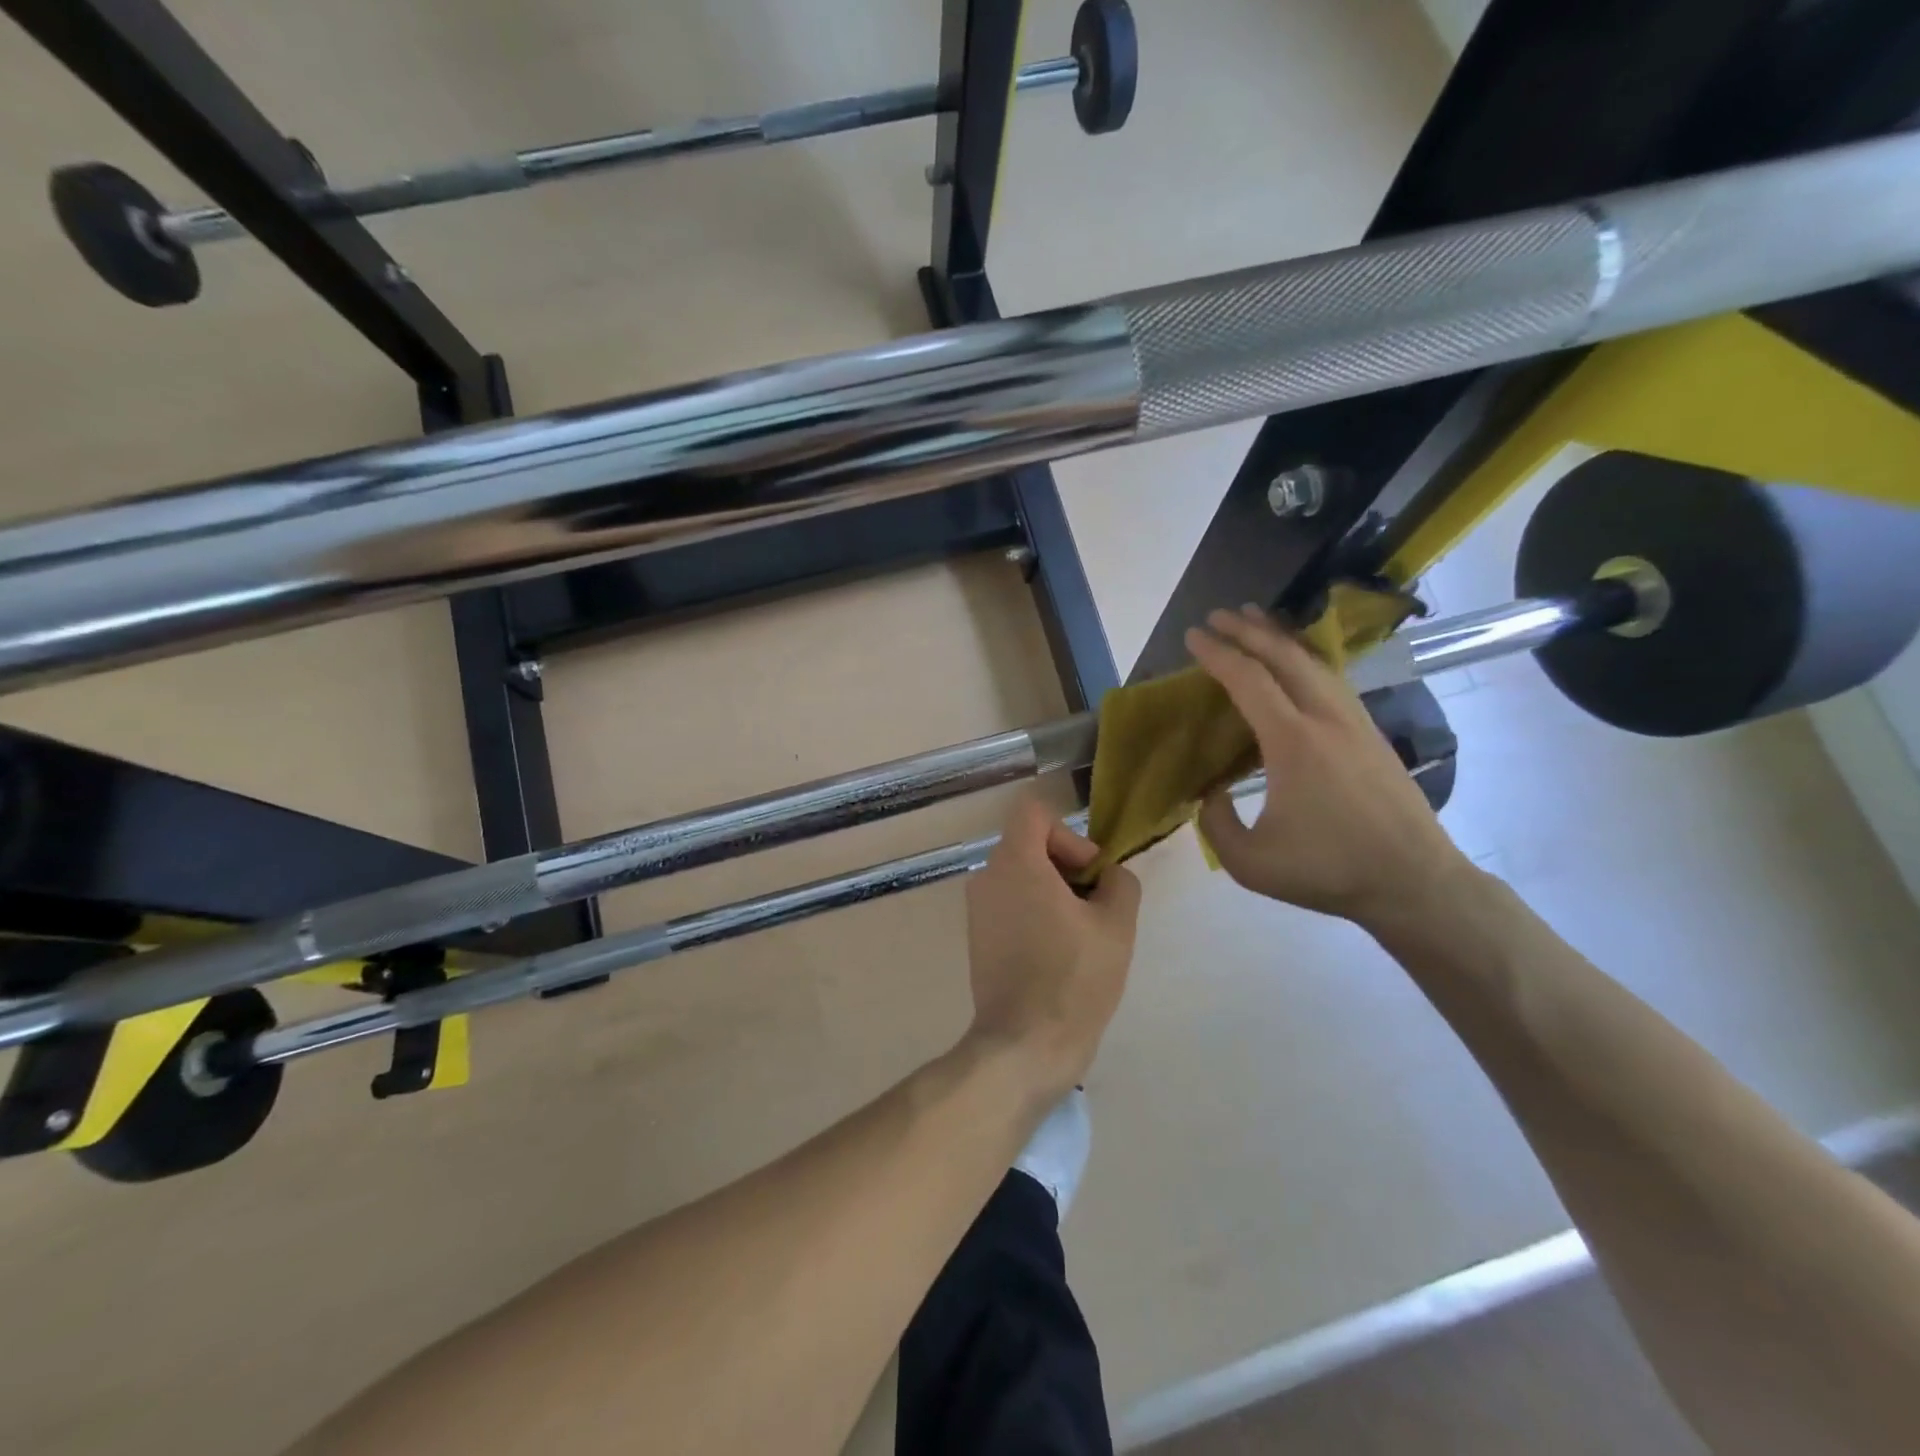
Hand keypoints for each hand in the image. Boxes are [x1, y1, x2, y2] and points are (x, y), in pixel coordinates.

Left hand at [965, 797, 1141, 1098]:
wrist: (1024, 1045)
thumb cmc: (1074, 979)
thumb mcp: (1117, 925)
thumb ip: (1119, 882)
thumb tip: (1108, 875)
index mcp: (1016, 863)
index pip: (1034, 812)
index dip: (1069, 833)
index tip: (1089, 873)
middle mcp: (988, 877)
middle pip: (1029, 845)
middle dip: (1067, 867)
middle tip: (1096, 907)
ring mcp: (978, 910)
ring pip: (1022, 878)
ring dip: (1054, 893)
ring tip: (1082, 935)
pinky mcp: (978, 938)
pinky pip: (1011, 905)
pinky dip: (1036, 914)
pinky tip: (1059, 955)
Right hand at [1185, 605, 1472, 932]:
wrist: (1414, 882)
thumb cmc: (1328, 870)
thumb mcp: (1250, 862)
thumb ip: (1215, 824)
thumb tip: (1211, 793)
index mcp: (1293, 742)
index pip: (1249, 680)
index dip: (1218, 654)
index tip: (1193, 636)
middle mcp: (1326, 719)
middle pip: (1285, 657)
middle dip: (1248, 630)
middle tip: (1219, 614)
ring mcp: (1356, 722)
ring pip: (1315, 663)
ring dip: (1281, 638)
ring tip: (1257, 622)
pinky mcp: (1372, 734)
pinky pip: (1333, 680)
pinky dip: (1306, 660)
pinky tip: (1298, 664)